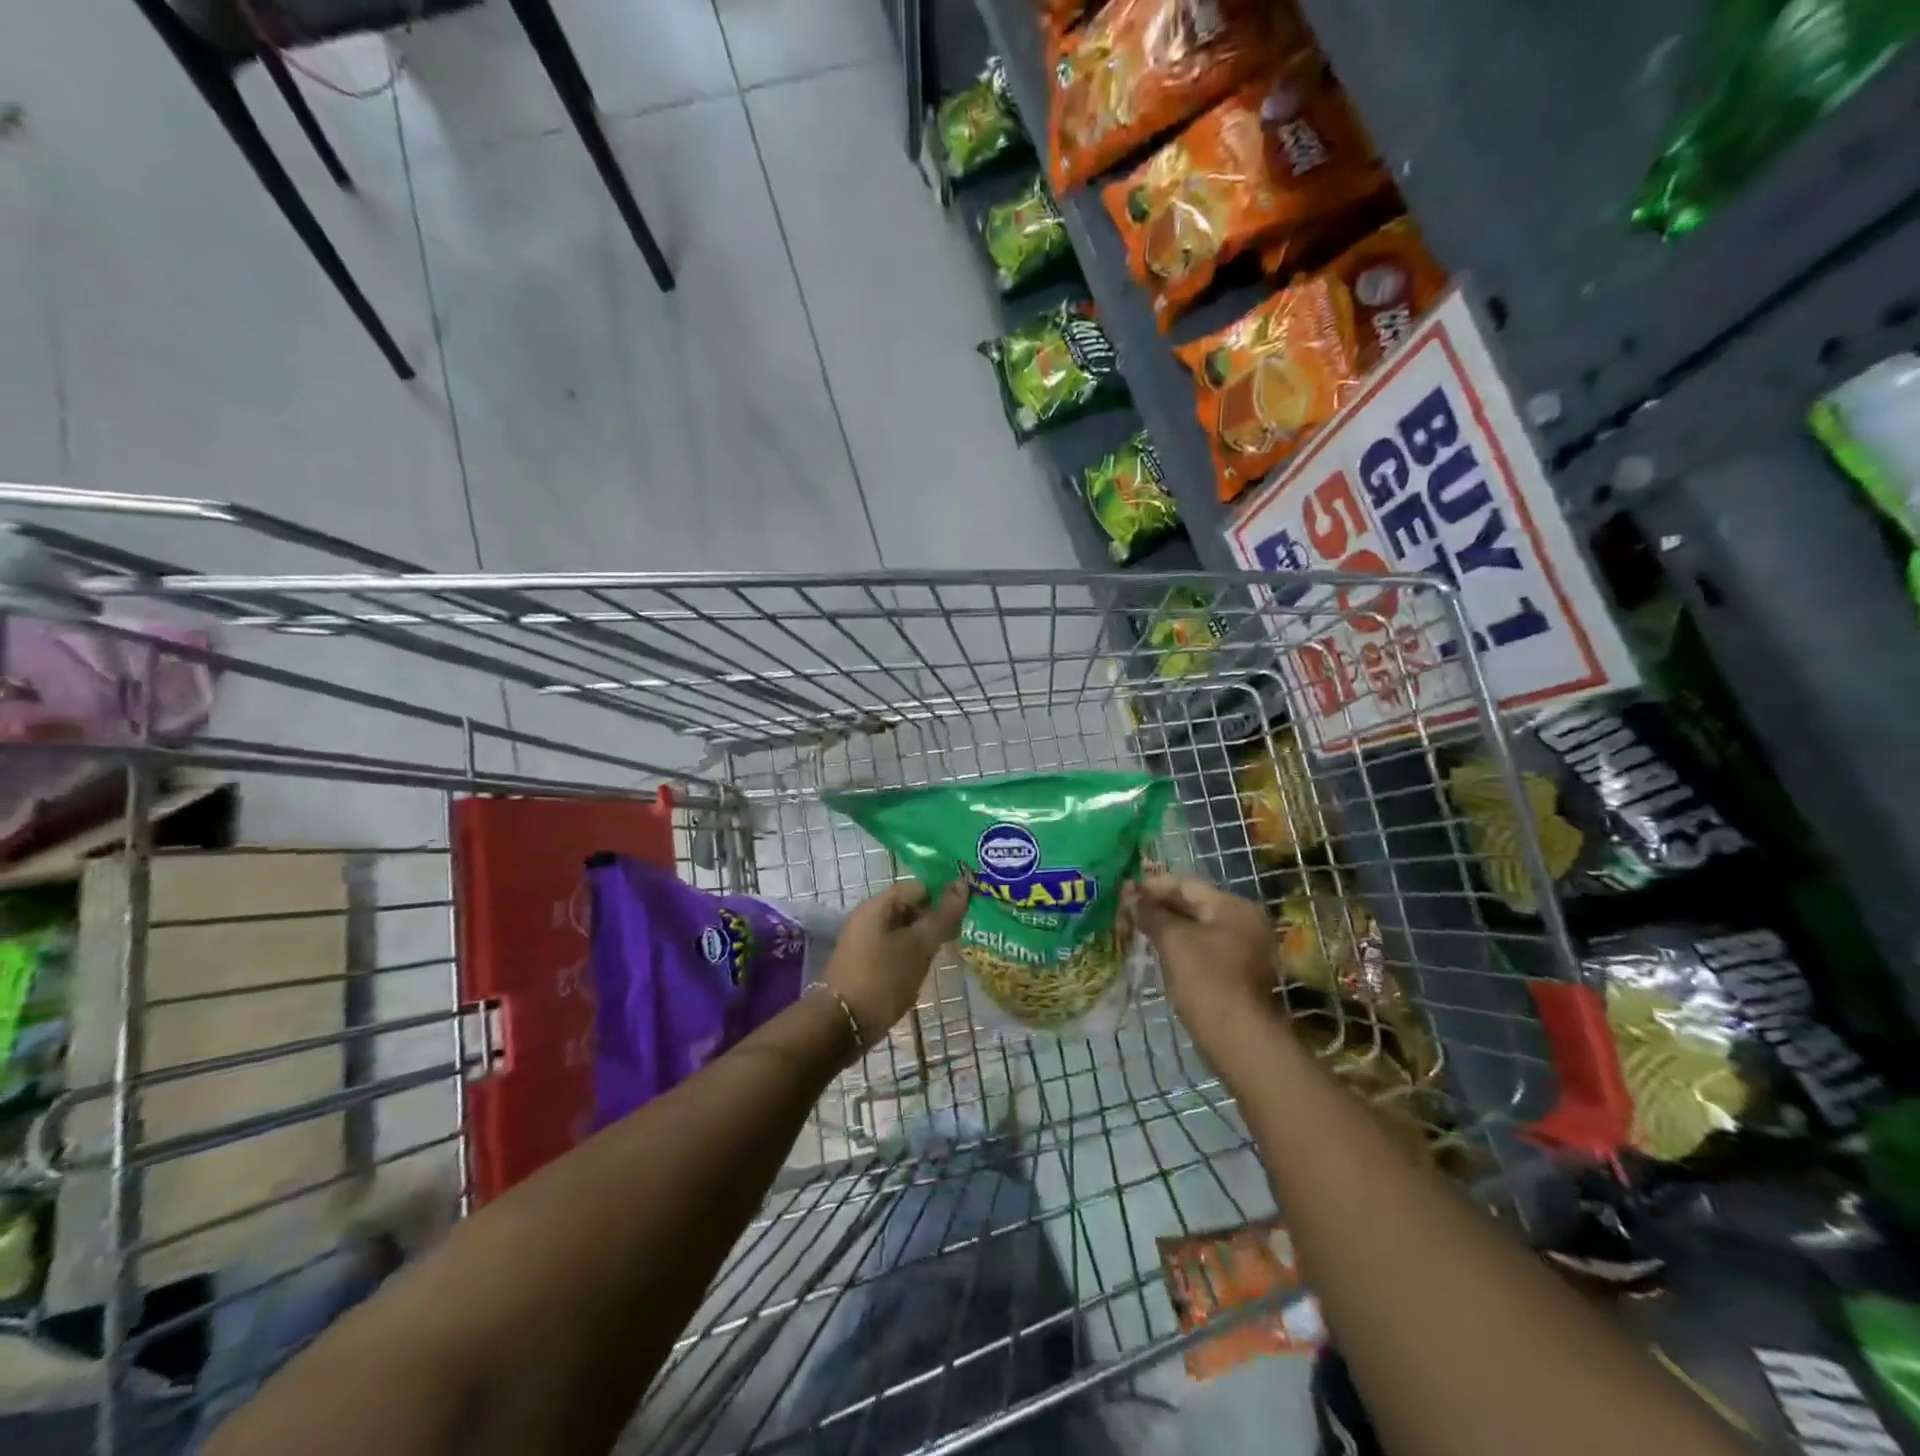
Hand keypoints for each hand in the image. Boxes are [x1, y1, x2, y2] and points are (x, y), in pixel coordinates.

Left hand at [821, 880, 967, 1047]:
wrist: (841, 1026)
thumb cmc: (883, 979)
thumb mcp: (919, 946)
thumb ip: (942, 916)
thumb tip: (962, 884)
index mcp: (878, 905)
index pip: (920, 887)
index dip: (944, 896)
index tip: (965, 915)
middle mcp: (868, 917)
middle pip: (910, 907)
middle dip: (935, 920)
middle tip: (958, 937)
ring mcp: (864, 942)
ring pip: (903, 931)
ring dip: (923, 940)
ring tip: (946, 954)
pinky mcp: (864, 964)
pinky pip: (893, 949)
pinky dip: (910, 955)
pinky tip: (923, 970)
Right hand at [1123, 873, 1279, 1041]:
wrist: (1240, 1042)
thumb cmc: (1207, 982)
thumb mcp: (1173, 941)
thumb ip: (1151, 912)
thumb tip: (1130, 891)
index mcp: (1233, 906)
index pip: (1186, 884)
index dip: (1152, 886)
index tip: (1122, 892)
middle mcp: (1243, 922)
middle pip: (1193, 904)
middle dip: (1158, 907)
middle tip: (1124, 912)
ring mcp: (1243, 949)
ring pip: (1196, 928)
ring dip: (1166, 928)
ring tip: (1133, 930)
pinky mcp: (1236, 974)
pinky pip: (1202, 949)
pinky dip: (1179, 947)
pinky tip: (1156, 953)